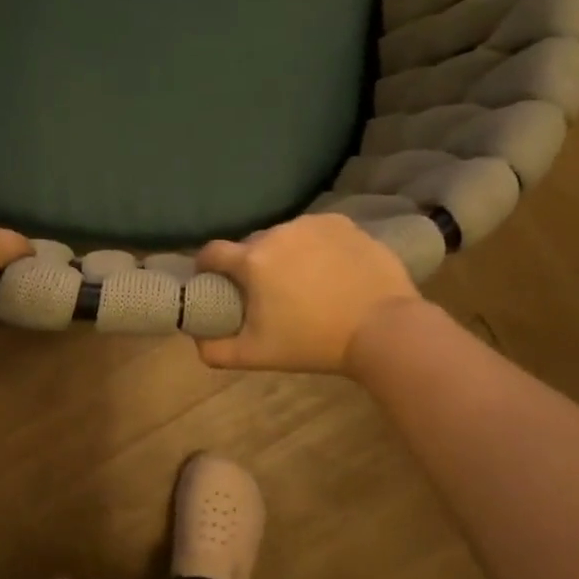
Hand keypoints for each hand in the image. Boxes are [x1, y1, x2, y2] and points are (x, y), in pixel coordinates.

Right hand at [193, 214, 421, 373]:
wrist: (383, 329)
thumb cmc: (313, 342)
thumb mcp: (257, 355)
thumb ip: (216, 350)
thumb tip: (196, 340)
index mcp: (252, 260)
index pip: (212, 252)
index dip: (207, 266)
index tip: (213, 281)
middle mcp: (277, 233)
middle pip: (250, 245)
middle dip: (251, 265)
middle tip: (266, 292)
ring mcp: (312, 224)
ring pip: (284, 237)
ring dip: (284, 254)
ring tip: (302, 281)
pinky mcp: (343, 224)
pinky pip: (315, 232)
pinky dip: (314, 247)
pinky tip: (329, 270)